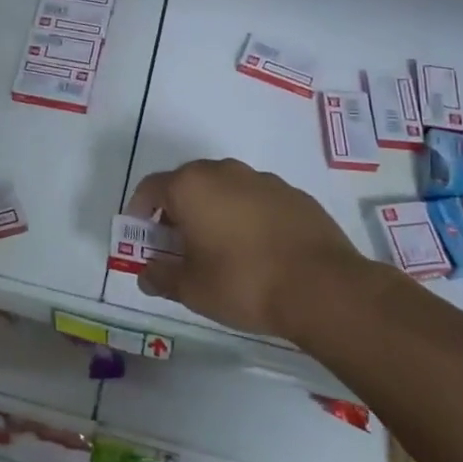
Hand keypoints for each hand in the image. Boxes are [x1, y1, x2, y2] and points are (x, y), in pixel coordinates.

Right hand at [126, 158, 385, 338]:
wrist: (323, 287)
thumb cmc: (243, 282)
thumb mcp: (192, 289)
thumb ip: (162, 277)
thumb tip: (146, 274)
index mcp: (191, 186)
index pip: (151, 188)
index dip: (139, 211)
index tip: (141, 236)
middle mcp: (224, 171)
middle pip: (187, 184)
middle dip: (176, 211)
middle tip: (177, 245)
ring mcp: (262, 180)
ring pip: (224, 189)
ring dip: (213, 211)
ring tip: (219, 249)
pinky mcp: (294, 194)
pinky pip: (256, 200)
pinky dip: (247, 216)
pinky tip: (256, 249)